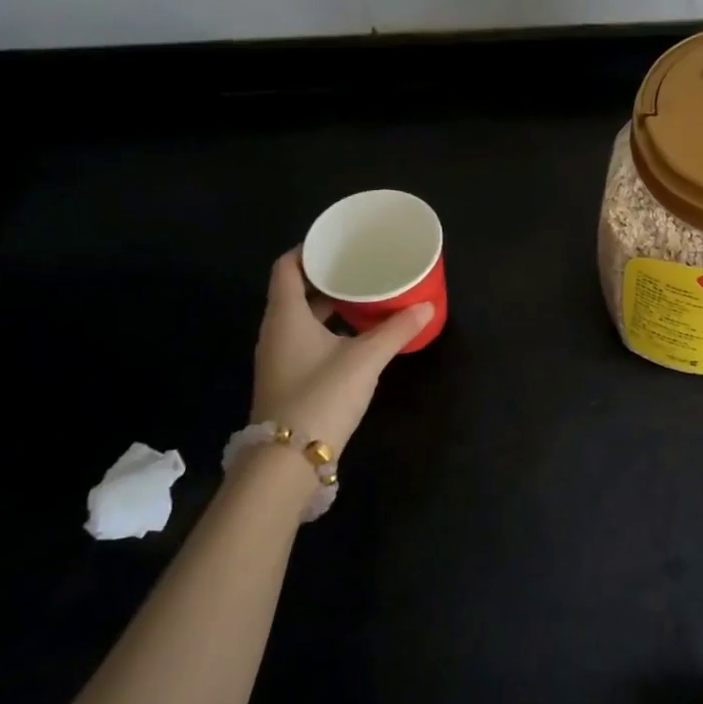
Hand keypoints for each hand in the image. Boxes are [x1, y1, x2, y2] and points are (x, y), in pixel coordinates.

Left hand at [249, 250, 431, 456]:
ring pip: (302, 317)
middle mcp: (276, 331)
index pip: (286, 267)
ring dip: (328, 303)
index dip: (308, 249)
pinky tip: (355, 333)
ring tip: (363, 294)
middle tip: (360, 265)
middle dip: (326, 276)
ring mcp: (279, 357)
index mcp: (286, 316)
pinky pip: (305, 338)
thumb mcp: (365, 359)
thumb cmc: (321, 396)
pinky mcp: (288, 378)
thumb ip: (396, 331)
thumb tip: (426, 307)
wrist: (287, 462)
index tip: (337, 241)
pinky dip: (328, 327)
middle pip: (295, 290)